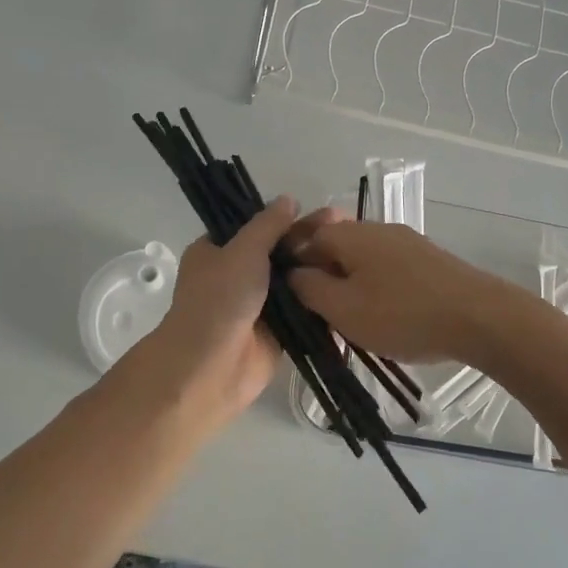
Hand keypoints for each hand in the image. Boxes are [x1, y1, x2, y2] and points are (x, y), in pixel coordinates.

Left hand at [132, 198, 339, 432]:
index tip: (324, 210)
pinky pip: (303, 310)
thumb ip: (268, 225)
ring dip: (320, 269)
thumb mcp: (242, 251)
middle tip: (348, 226)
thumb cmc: (219, 300)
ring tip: (358, 251)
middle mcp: (236, 275)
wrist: (210, 369)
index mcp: (217, 251)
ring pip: (294, 281)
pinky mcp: (278, 332)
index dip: (288, 218)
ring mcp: (258, 305)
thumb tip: (289, 199)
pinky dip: (323, 300)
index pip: (256, 226)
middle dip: (310, 241)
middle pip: (279, 252)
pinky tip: (354, 284)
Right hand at [287, 220, 531, 365]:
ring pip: (362, 259)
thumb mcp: (343, 308)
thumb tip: (291, 273)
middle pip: (335, 246)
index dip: (292, 266)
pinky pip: (387, 268)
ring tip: (350, 322)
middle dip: (322, 277)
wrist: (479, 317)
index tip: (291, 299)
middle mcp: (377, 228)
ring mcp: (406, 242)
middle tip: (320, 315)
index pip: (305, 237)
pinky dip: (376, 288)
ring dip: (349, 285)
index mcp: (350, 234)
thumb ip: (309, 288)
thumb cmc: (402, 314)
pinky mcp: (428, 260)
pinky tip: (384, 316)